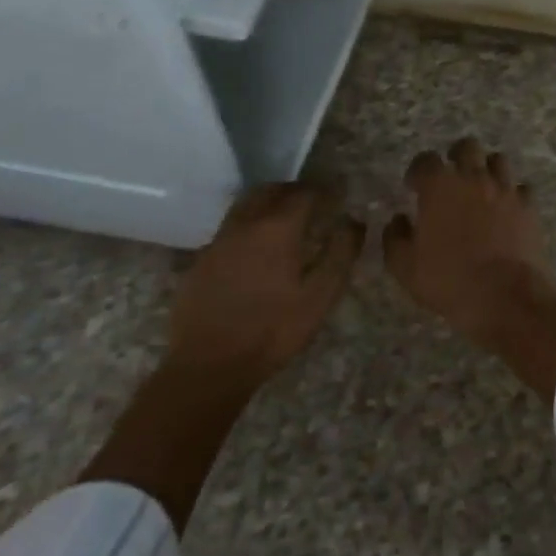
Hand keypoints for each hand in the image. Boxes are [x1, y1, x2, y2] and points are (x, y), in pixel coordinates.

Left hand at [167, 182, 363, 383]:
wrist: (208, 366)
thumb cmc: (273, 330)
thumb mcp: (320, 296)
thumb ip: (341, 253)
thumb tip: (354, 221)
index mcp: (278, 228)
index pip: (305, 193)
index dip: (325, 189)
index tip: (340, 192)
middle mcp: (246, 224)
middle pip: (271, 190)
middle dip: (294, 190)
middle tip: (313, 200)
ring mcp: (219, 241)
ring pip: (245, 205)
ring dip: (268, 202)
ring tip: (285, 218)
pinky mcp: (201, 260)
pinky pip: (230, 228)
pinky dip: (249, 224)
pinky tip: (256, 247)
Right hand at [383, 139, 550, 340]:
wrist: (505, 297)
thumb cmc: (449, 281)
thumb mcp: (404, 267)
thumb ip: (395, 237)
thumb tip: (398, 220)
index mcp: (440, 187)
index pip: (425, 160)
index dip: (418, 170)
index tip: (415, 186)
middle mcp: (474, 178)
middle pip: (467, 147)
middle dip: (456, 156)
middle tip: (451, 177)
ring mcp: (505, 190)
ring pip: (498, 160)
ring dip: (487, 169)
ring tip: (480, 189)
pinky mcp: (528, 207)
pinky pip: (521, 189)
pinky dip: (512, 194)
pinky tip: (506, 210)